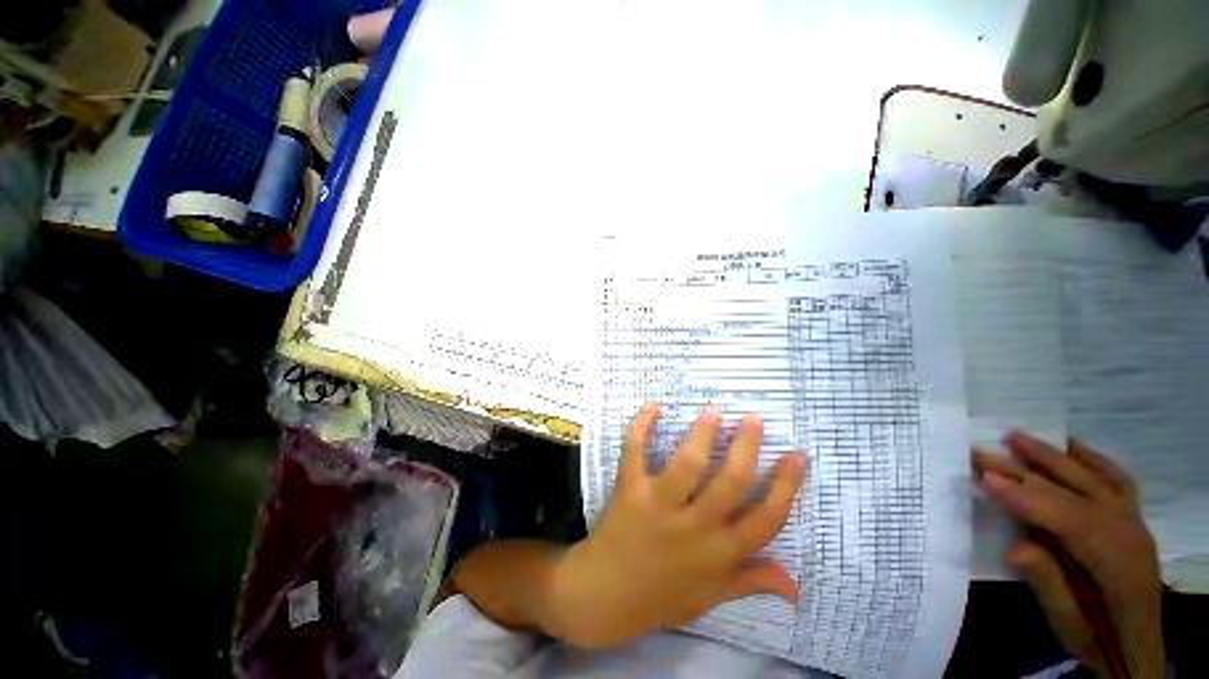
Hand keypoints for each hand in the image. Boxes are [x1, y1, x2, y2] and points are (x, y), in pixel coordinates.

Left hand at [547, 404, 806, 648]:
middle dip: (746, 448)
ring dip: (701, 435)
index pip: (765, 518)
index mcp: (719, 554)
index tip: (796, 454)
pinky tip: (653, 406)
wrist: (603, 596)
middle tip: (753, 419)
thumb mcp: (711, 597)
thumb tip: (796, 584)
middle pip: (729, 482)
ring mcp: (658, 506)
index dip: (785, 485)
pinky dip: (641, 427)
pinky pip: (635, 453)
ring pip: (686, 465)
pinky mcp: (629, 490)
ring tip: (713, 412)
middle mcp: (693, 528)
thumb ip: (750, 580)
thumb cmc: (661, 597)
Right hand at [974, 433, 1164, 678]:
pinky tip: (1071, 447)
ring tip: (1016, 437)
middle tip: (982, 453)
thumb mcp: (1068, 623)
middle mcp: (1129, 533)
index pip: (1068, 520)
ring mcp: (1134, 521)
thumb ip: (1048, 583)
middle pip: (1076, 493)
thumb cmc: (1096, 638)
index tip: (984, 479)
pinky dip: (1092, 460)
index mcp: (1116, 563)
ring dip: (1054, 457)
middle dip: (1026, 470)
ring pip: (1093, 480)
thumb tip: (1015, 548)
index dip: (1026, 499)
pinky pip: (1116, 480)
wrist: (1138, 647)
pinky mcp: (1133, 518)